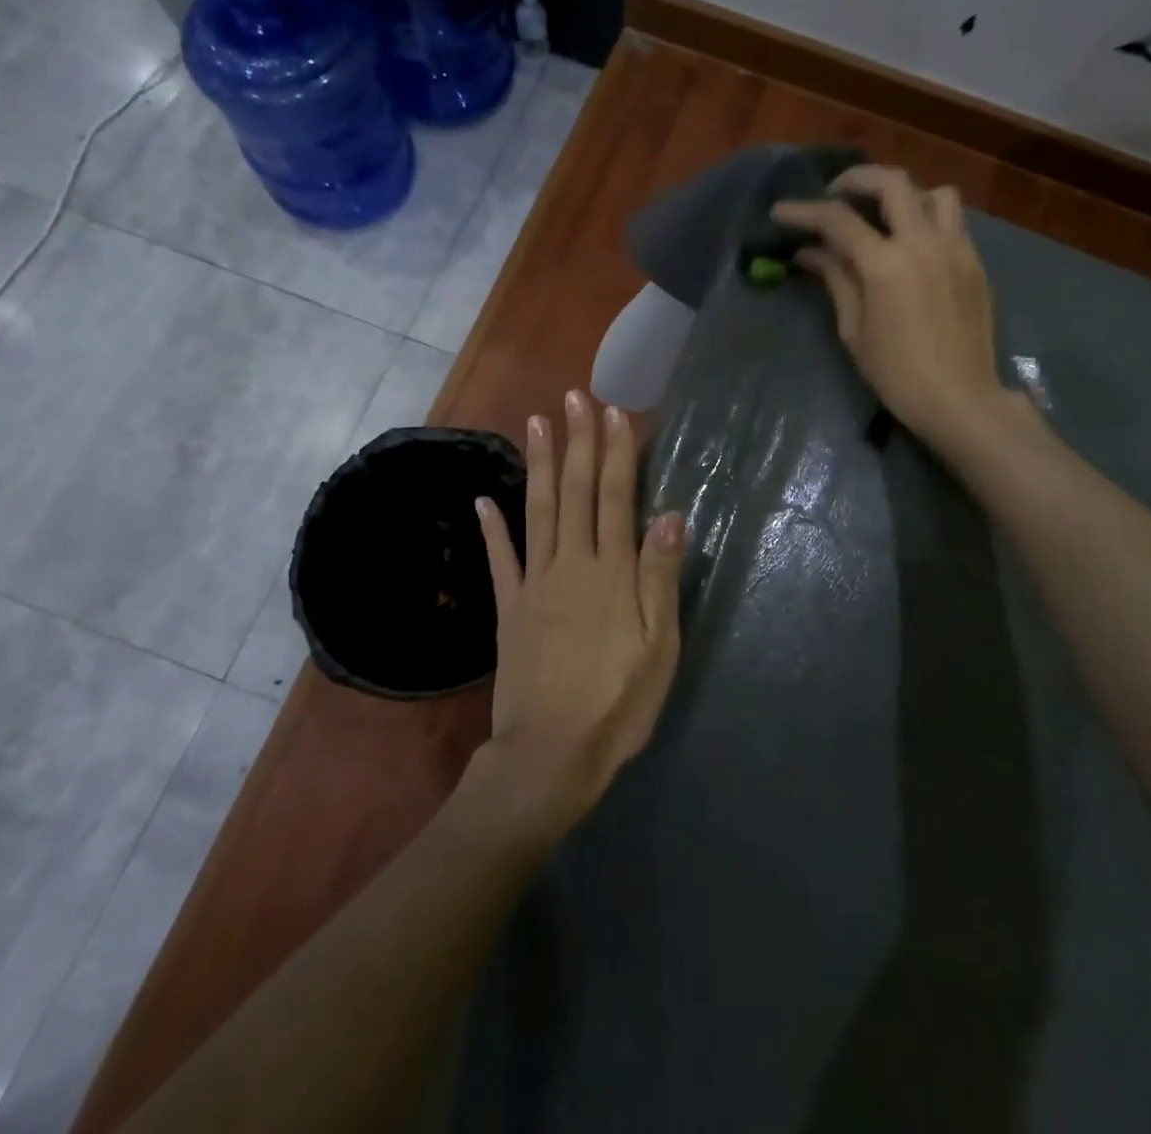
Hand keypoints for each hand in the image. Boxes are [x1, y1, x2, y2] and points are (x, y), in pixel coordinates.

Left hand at [474, 390, 685, 835]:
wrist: (550, 755)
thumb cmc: (618, 703)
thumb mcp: (659, 646)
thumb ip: (660, 578)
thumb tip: (669, 514)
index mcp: (613, 572)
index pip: (616, 497)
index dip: (616, 452)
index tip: (613, 411)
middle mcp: (572, 564)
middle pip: (576, 492)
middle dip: (577, 441)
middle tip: (574, 396)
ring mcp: (535, 583)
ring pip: (538, 511)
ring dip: (539, 465)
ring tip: (536, 423)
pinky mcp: (510, 608)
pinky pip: (500, 560)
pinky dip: (491, 529)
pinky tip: (481, 500)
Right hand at [771, 164, 1012, 452]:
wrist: (960, 399)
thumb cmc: (896, 374)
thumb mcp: (854, 330)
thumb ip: (836, 280)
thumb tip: (809, 253)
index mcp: (886, 265)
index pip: (839, 220)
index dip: (804, 212)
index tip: (780, 211)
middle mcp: (924, 243)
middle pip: (892, 183)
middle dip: (856, 180)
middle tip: (834, 196)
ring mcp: (957, 249)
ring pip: (934, 193)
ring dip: (903, 194)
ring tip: (883, 215)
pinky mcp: (975, 262)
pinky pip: (953, 221)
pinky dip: (927, 218)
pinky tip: (910, 244)